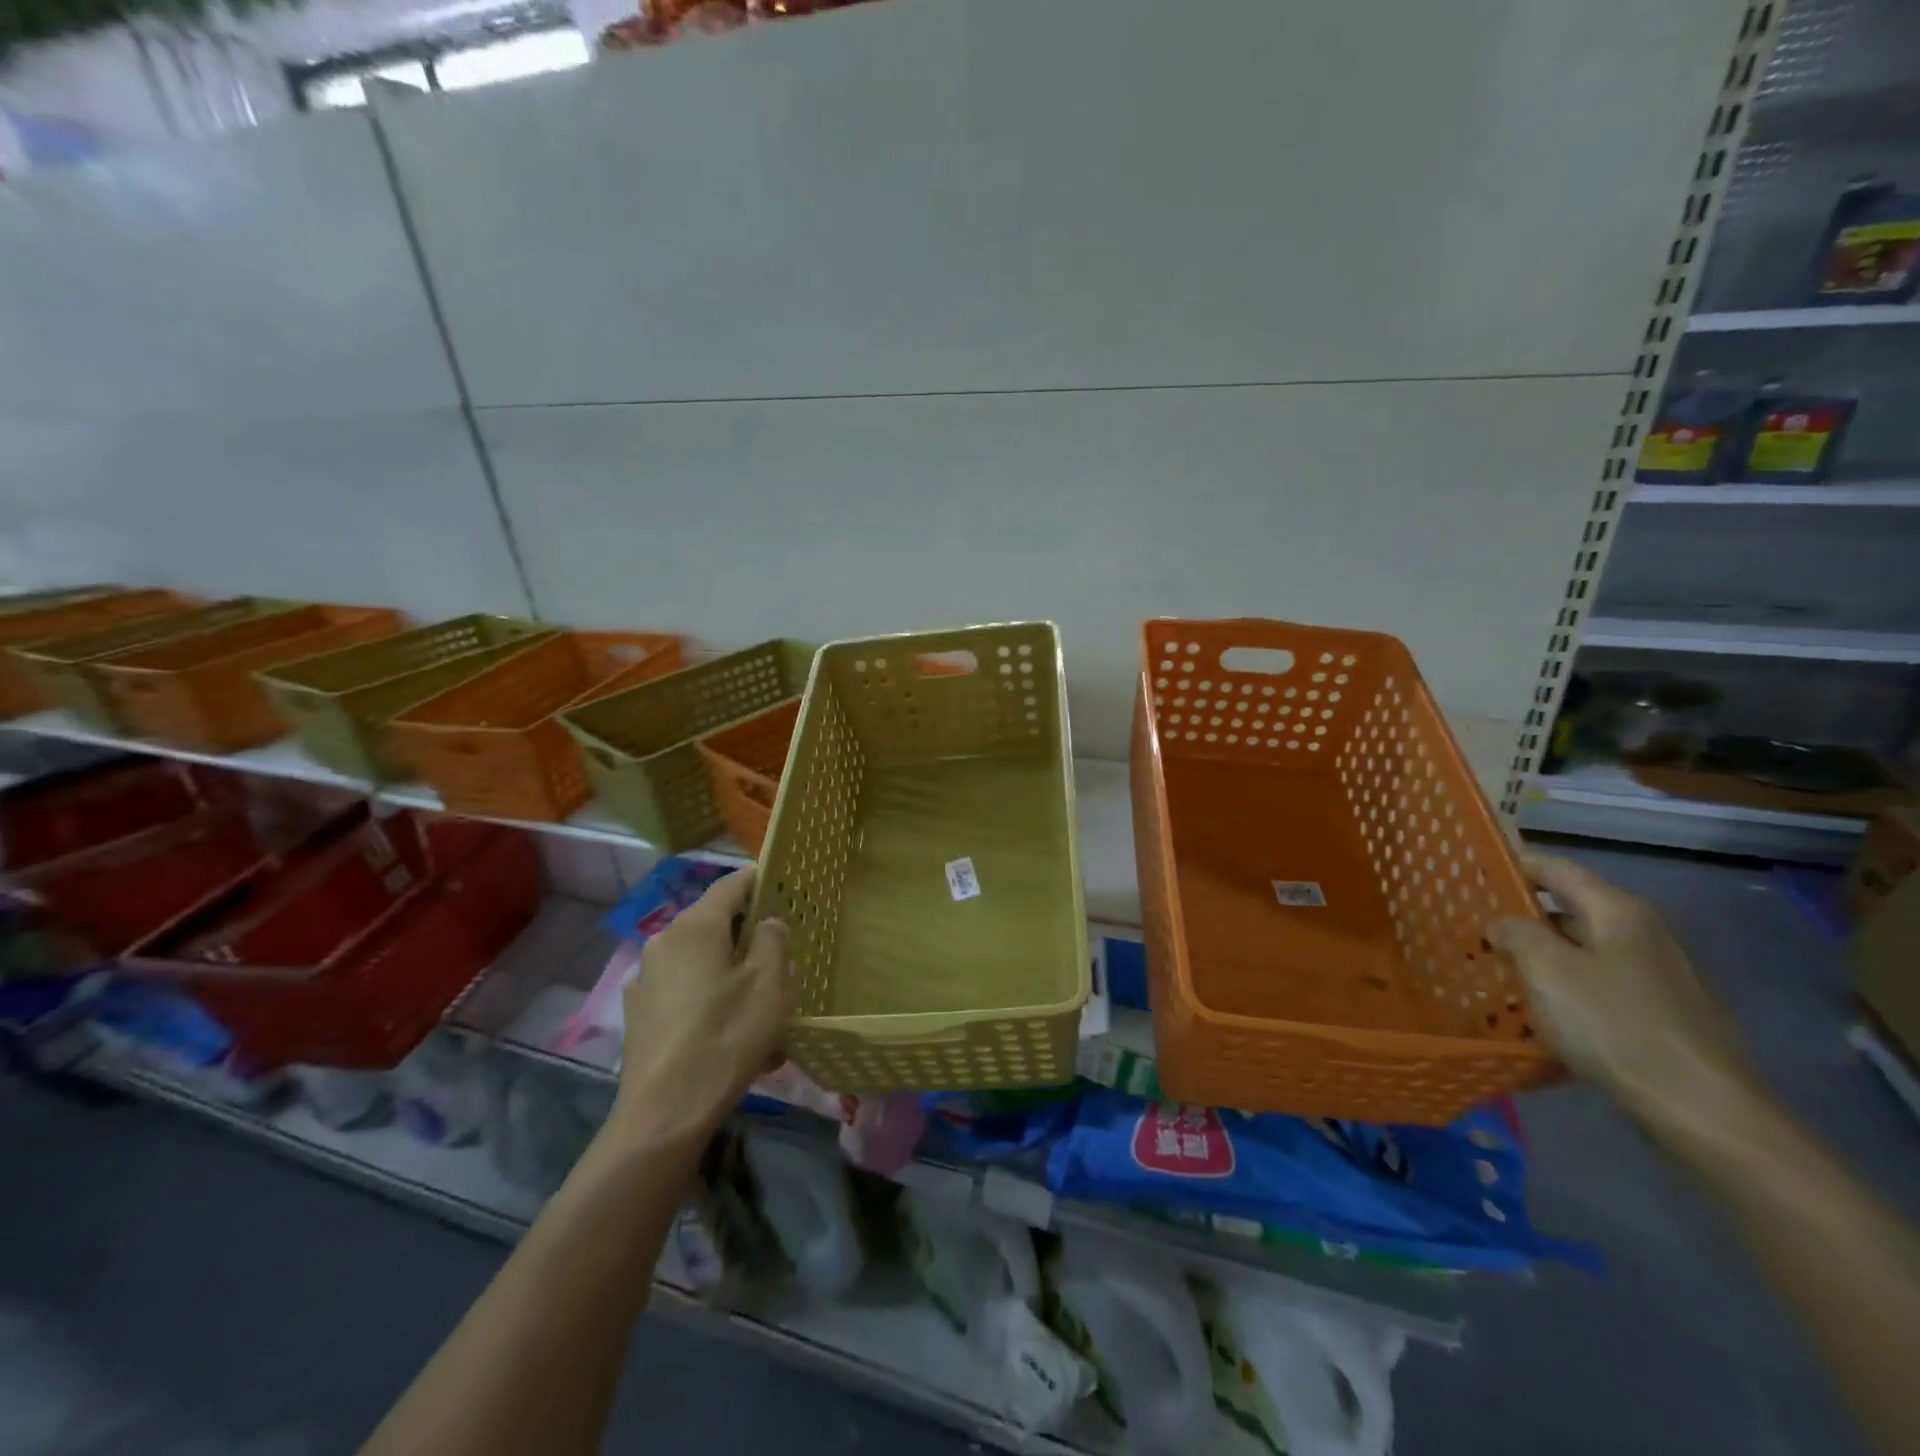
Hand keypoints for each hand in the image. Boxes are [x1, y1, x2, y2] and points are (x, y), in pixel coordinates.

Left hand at [609, 868, 793, 1146]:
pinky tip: (732, 1035)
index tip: (785, 886)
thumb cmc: (727, 1035)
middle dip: (749, 936)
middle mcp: (665, 940)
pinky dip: (711, 999)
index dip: (760, 880)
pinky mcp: (641, 1013)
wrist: (665, 1112)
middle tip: (781, 958)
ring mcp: (647, 978)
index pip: (732, 884)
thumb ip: (774, 939)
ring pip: (702, 960)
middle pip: (715, 923)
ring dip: (733, 972)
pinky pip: (686, 991)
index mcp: (696, 926)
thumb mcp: (770, 983)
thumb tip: (767, 923)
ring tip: (762, 1008)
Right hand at [1489, 852, 1753, 1123]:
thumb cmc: (1614, 1023)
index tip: (1471, 866)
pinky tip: (1536, 1005)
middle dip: (1520, 912)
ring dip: (1539, 952)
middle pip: (1569, 907)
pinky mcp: (1657, 1011)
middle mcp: (1641, 932)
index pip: (1555, 868)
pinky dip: (1562, 983)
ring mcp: (1655, 974)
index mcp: (1617, 911)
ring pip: (1580, 948)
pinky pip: (1595, 982)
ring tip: (1494, 964)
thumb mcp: (1547, 969)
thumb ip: (1516, 933)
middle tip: (1472, 921)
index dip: (1513, 863)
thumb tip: (1502, 922)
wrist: (1698, 1106)